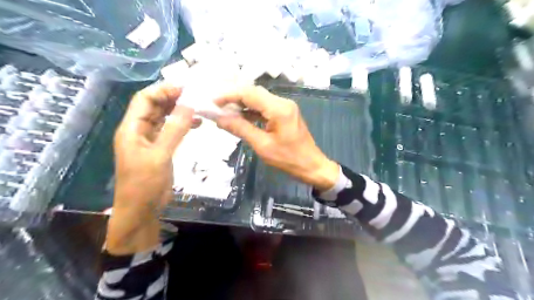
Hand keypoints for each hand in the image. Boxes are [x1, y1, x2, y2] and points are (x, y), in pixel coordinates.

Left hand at [107, 83, 195, 253]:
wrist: (141, 210)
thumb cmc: (145, 184)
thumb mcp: (160, 156)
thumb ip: (174, 130)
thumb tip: (189, 105)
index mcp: (132, 129)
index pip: (144, 99)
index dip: (163, 90)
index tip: (185, 88)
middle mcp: (139, 131)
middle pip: (154, 106)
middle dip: (173, 98)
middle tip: (195, 95)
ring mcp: (150, 140)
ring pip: (164, 118)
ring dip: (179, 111)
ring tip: (198, 107)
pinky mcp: (160, 149)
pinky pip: (171, 131)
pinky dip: (182, 125)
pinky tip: (197, 124)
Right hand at [215, 85, 336, 190]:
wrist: (311, 166)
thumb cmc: (288, 159)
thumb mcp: (262, 145)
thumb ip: (241, 129)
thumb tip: (219, 119)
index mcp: (279, 108)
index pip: (249, 93)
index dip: (229, 95)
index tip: (213, 102)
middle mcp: (283, 102)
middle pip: (254, 93)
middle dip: (234, 98)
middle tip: (217, 107)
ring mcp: (285, 107)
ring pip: (259, 99)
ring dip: (242, 104)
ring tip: (225, 112)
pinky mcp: (285, 113)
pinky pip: (265, 107)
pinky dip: (251, 111)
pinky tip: (240, 116)